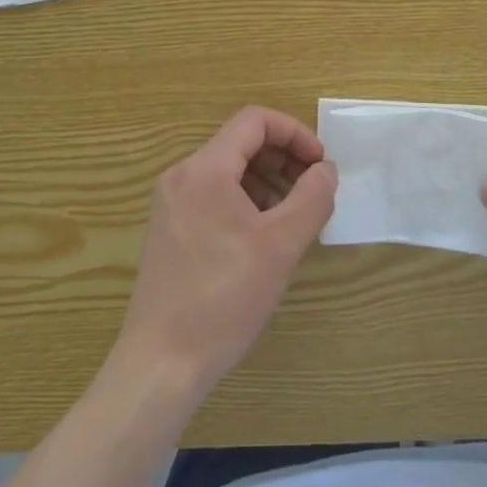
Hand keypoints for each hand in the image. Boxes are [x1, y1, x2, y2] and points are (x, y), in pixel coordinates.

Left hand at [116, 105, 336, 397]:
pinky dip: (244, 200)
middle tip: (313, 189)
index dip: (294, 133)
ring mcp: (171, 202)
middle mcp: (182, 175)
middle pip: (240, 142)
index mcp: (205, 168)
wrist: (160, 365)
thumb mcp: (280, 246)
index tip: (320, 164)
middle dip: (282, 158)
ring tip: (294, 215)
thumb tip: (326, 169)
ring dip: (266, 180)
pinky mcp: (168, 228)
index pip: (254, 121)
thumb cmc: (224, 299)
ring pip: (227, 170)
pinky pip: (213, 194)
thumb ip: (311, 198)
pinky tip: (263, 235)